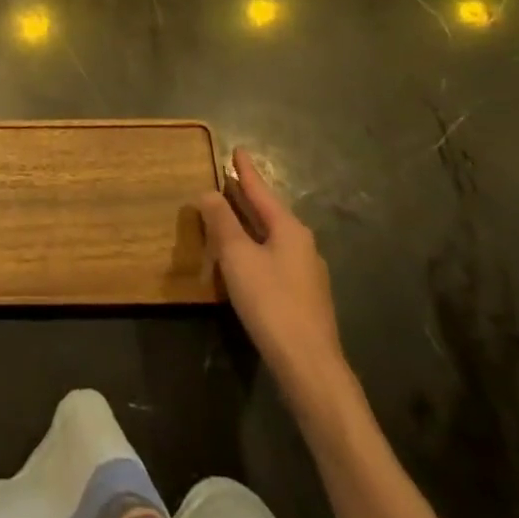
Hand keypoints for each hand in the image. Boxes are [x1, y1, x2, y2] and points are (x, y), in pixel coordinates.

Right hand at [198, 147, 349, 411]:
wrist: (310, 368)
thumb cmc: (271, 303)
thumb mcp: (238, 257)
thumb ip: (222, 222)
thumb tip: (208, 192)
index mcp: (289, 228)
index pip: (262, 190)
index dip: (246, 170)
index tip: (237, 149)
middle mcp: (302, 244)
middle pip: (269, 212)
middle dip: (248, 197)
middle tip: (229, 178)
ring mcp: (307, 273)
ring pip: (272, 237)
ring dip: (250, 224)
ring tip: (231, 214)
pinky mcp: (304, 298)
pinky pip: (274, 258)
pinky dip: (256, 247)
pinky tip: (244, 259)